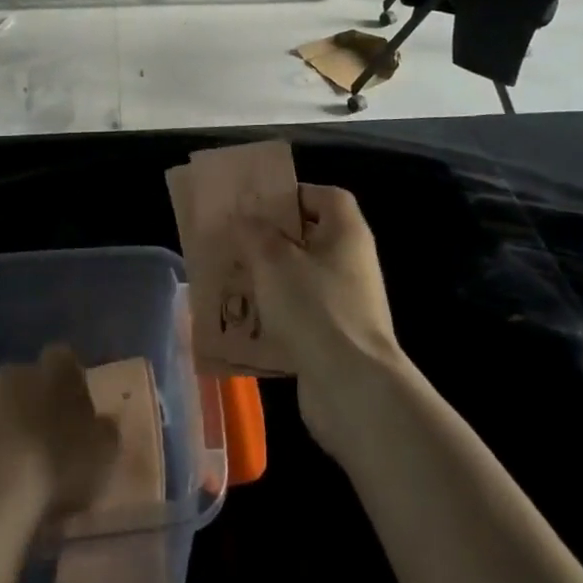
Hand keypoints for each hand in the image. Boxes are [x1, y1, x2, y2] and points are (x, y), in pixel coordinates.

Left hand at [0, 345, 120, 522]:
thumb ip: (105, 433)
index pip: (64, 358)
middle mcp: (12, 374)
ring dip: (3, 428)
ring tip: (14, 470)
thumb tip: (102, 425)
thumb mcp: (103, 454)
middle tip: (45, 441)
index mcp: (52, 370)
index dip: (71, 381)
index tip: (77, 411)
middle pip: (25, 381)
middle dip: (34, 403)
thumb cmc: (56, 468)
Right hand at [239, 184, 405, 454]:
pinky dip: (273, 314)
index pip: (326, 196)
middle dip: (270, 239)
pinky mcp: (334, 338)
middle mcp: (351, 262)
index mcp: (346, 232)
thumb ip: (254, 232)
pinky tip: (242, 319)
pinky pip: (298, 314)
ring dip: (267, 278)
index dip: (293, 194)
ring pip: (299, 278)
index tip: (258, 204)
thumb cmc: (315, 307)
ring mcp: (345, 303)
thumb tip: (244, 219)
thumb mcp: (273, 260)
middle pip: (308, 237)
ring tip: (230, 277)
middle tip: (234, 240)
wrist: (352, 388)